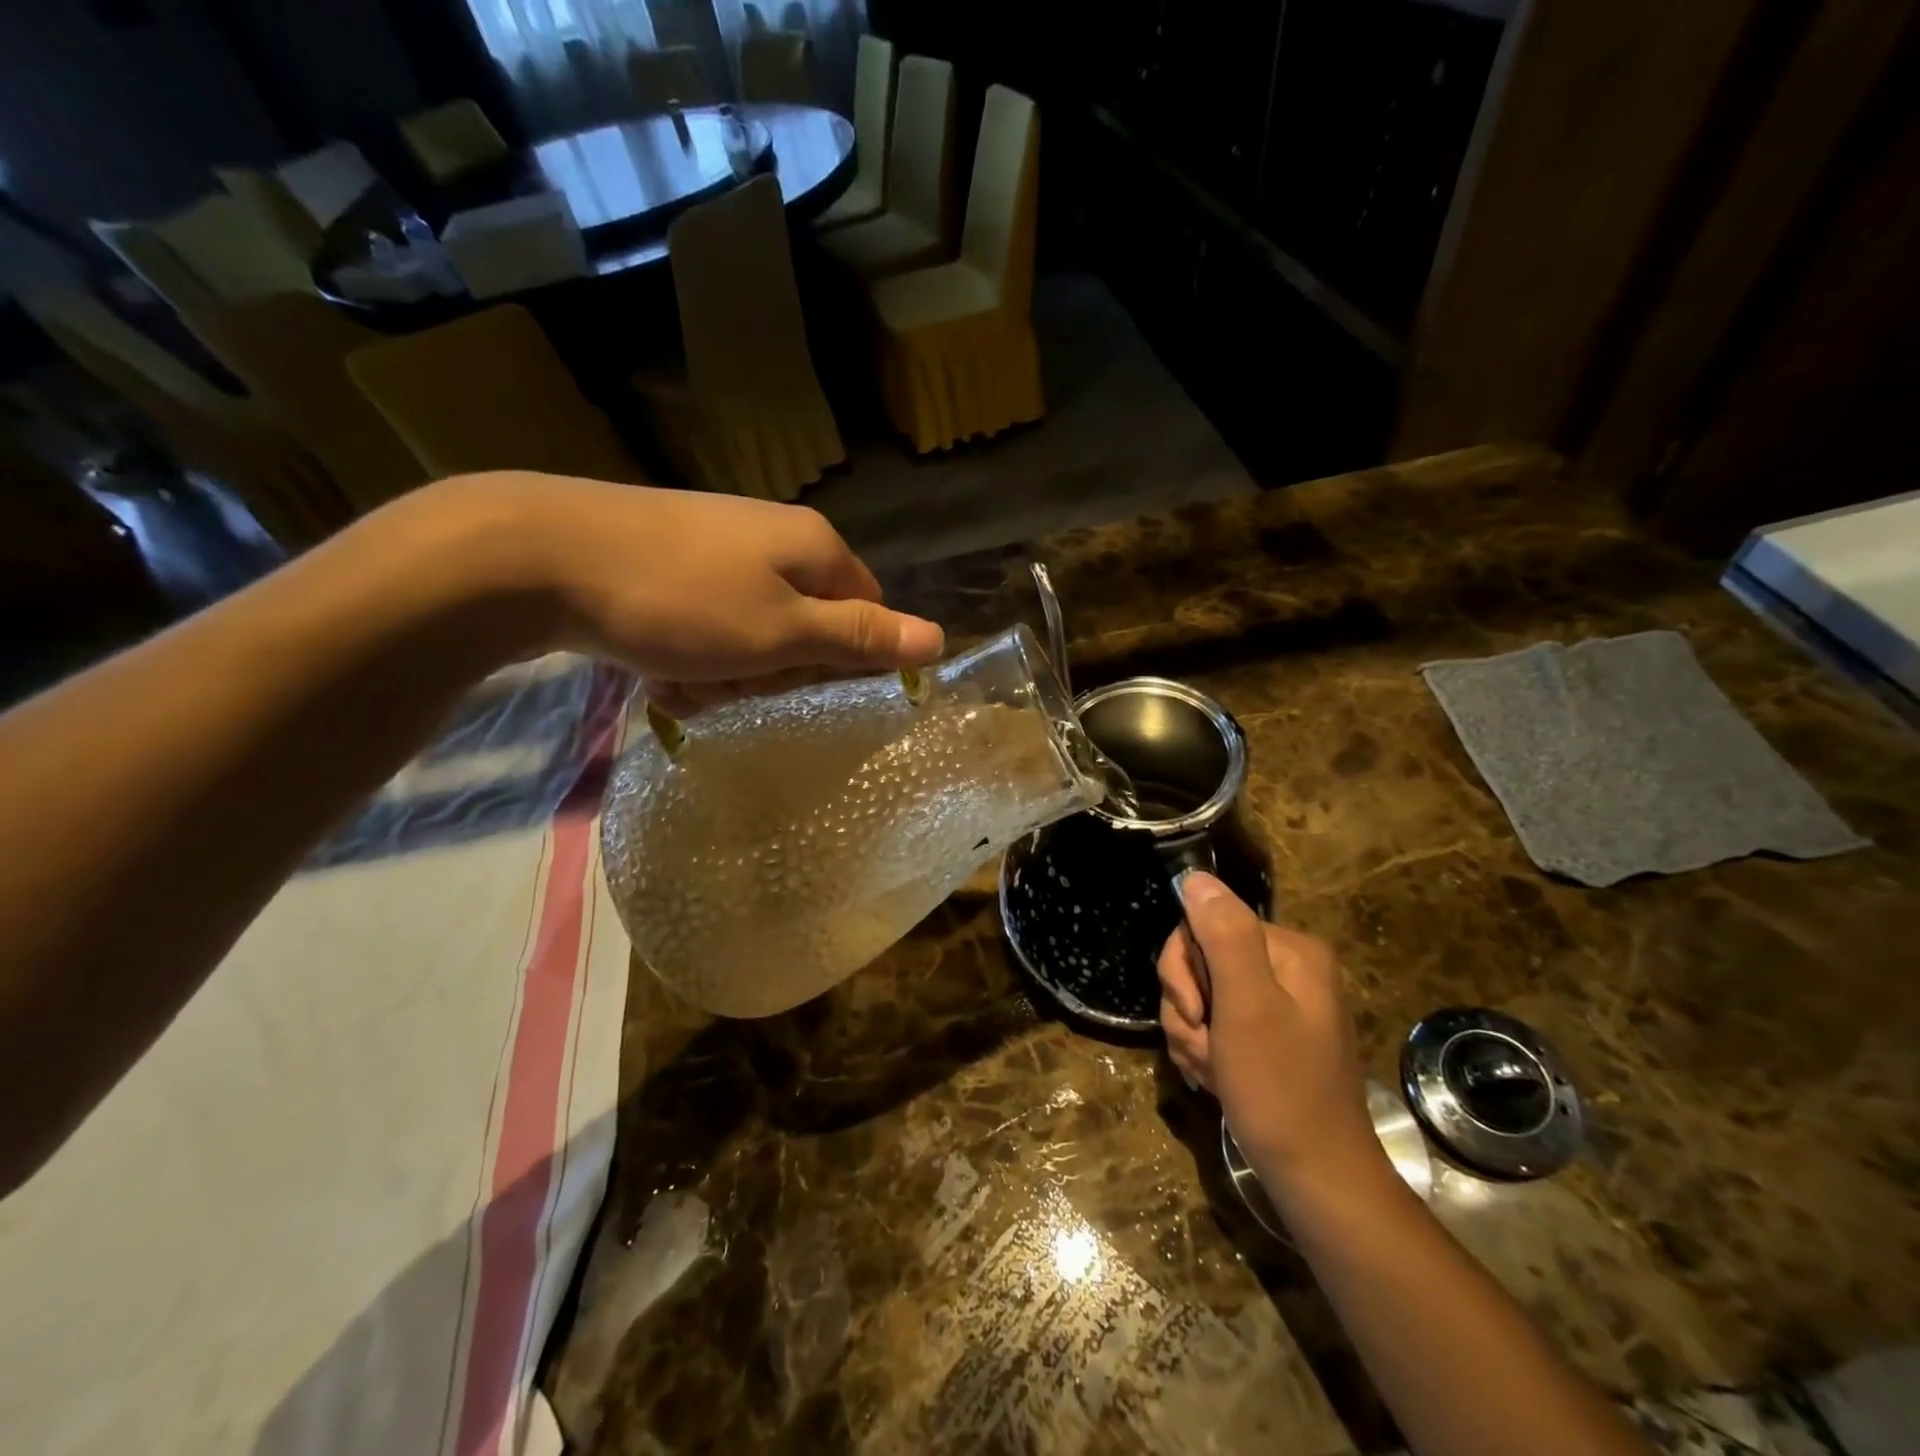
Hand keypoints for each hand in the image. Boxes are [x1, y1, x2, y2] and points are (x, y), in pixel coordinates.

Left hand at [443, 472, 944, 713]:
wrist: (540, 555)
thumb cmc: (681, 603)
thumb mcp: (783, 633)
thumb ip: (860, 638)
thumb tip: (939, 638)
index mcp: (813, 548)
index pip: (866, 609)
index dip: (845, 659)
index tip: (805, 688)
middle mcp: (772, 537)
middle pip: (808, 623)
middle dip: (777, 669)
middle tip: (737, 685)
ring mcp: (718, 545)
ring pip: (753, 630)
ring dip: (729, 671)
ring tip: (686, 681)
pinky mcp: (670, 558)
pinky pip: (706, 621)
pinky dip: (691, 653)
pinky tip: (658, 667)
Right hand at [1159, 873, 1384, 1194]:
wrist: (1316, 1180)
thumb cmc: (1281, 1090)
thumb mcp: (1247, 1007)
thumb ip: (1223, 936)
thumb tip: (1195, 876)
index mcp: (1291, 951)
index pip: (1205, 925)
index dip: (1185, 970)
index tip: (1197, 1014)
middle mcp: (1287, 969)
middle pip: (1200, 960)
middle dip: (1188, 1007)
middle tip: (1204, 1047)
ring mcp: (1276, 1004)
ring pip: (1199, 995)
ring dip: (1192, 1035)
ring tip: (1213, 1071)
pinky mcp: (1265, 1036)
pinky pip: (1213, 1023)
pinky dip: (1204, 1051)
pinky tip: (1216, 1079)